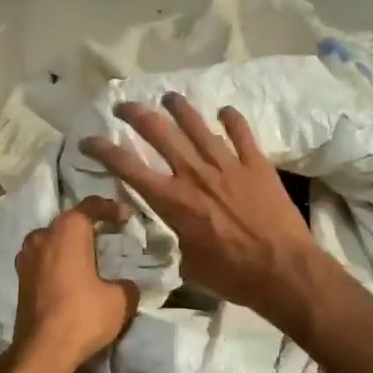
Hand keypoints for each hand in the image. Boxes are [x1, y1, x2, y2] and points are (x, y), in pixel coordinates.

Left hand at [9, 196, 139, 372]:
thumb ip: (126, 284)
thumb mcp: (121, 299)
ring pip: (53, 240)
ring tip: (90, 256)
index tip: (126, 217)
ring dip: (71, 245)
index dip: (111, 208)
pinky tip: (72, 275)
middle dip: (89, 226)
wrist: (42, 351)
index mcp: (68, 230)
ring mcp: (26, 256)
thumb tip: (123, 284)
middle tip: (110, 234)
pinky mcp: (20, 277)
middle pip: (69, 222)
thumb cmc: (83, 315)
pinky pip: (44, 259)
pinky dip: (59, 261)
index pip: (91, 206)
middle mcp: (43, 235)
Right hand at [80, 94, 321, 321]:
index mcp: (173, 200)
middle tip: (124, 106)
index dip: (103, 150)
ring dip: (179, 107)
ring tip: (168, 97)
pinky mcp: (256, 163)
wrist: (284, 270)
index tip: (88, 139)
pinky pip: (241, 132)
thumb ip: (176, 242)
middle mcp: (195, 174)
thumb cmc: (233, 275)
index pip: (128, 167)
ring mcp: (227, 164)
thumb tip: (172, 236)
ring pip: (197, 125)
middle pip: (159, 133)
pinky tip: (224, 111)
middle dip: (136, 115)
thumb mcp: (189, 265)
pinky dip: (231, 119)